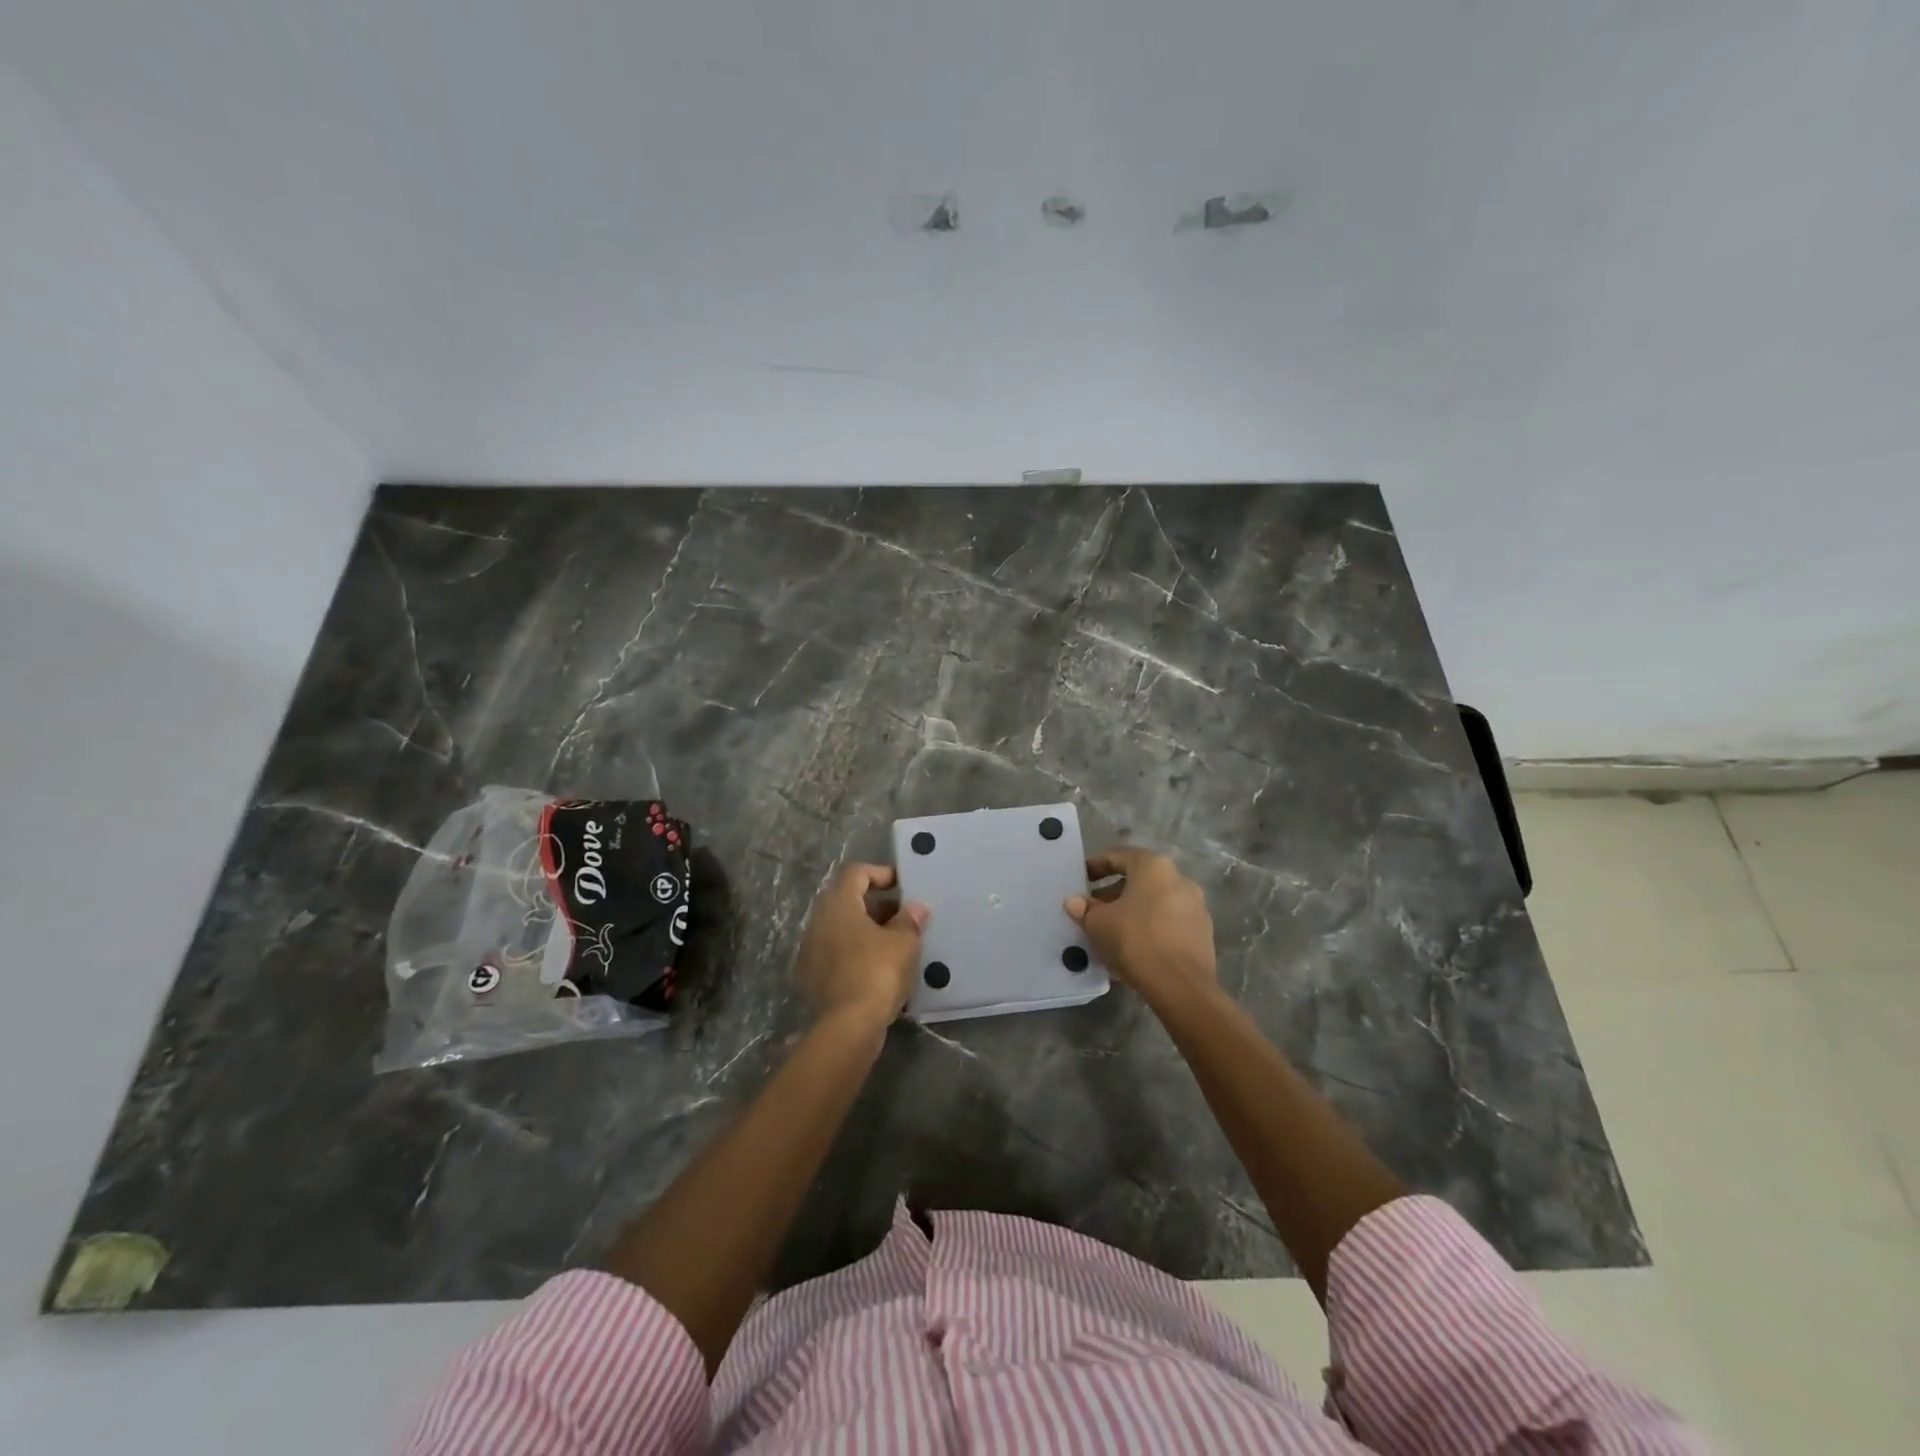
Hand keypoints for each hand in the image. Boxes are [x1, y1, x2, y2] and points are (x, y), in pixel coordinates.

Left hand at [795, 864, 929, 1028]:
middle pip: (846, 899)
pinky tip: (876, 968)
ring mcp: (810, 950)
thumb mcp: (903, 943)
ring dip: (865, 929)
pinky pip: (835, 952)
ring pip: (840, 928)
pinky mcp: (810, 976)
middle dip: (875, 904)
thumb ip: (910, 920)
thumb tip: (916, 907)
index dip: (880, 873)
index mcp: (839, 905)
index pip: (856, 873)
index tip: (902, 885)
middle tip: (901, 916)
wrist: (847, 1027)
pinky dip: (854, 952)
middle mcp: (818, 921)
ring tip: (893, 944)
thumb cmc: (877, 973)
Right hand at [1066, 845, 1216, 1004]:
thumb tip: (1074, 901)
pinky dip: (1149, 927)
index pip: (1118, 856)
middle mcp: (1179, 879)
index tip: (1081, 880)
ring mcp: (1195, 906)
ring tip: (1111, 932)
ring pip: (1155, 901)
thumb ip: (1084, 908)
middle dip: (1113, 893)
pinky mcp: (1202, 933)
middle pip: (1139, 879)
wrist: (1181, 986)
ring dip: (1132, 911)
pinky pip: (1168, 921)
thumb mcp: (1098, 924)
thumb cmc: (1135, 941)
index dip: (1095, 866)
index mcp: (1153, 867)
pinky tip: (1134, 947)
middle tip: (1093, 910)